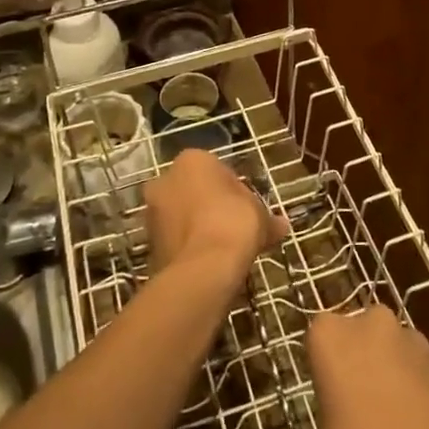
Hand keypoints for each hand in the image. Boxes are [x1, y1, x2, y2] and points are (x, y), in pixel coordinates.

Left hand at [145, 148, 283, 281]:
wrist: (203, 268)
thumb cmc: (234, 224)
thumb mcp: (260, 216)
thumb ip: (267, 218)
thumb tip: (281, 225)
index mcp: (192, 160)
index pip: (216, 170)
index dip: (234, 190)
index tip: (246, 209)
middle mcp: (165, 179)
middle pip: (193, 191)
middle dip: (210, 206)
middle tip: (234, 228)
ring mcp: (152, 211)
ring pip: (180, 215)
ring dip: (197, 228)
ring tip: (222, 250)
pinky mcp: (147, 242)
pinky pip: (175, 239)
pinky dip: (188, 248)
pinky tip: (207, 263)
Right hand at [307, 307, 428, 428]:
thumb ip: (334, 408)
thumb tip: (349, 412)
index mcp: (332, 334)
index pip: (322, 337)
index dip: (327, 366)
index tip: (330, 394)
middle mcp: (374, 324)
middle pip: (365, 334)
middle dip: (365, 358)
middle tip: (363, 402)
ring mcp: (417, 342)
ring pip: (399, 350)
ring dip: (397, 373)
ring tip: (398, 421)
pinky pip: (428, 375)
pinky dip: (425, 393)